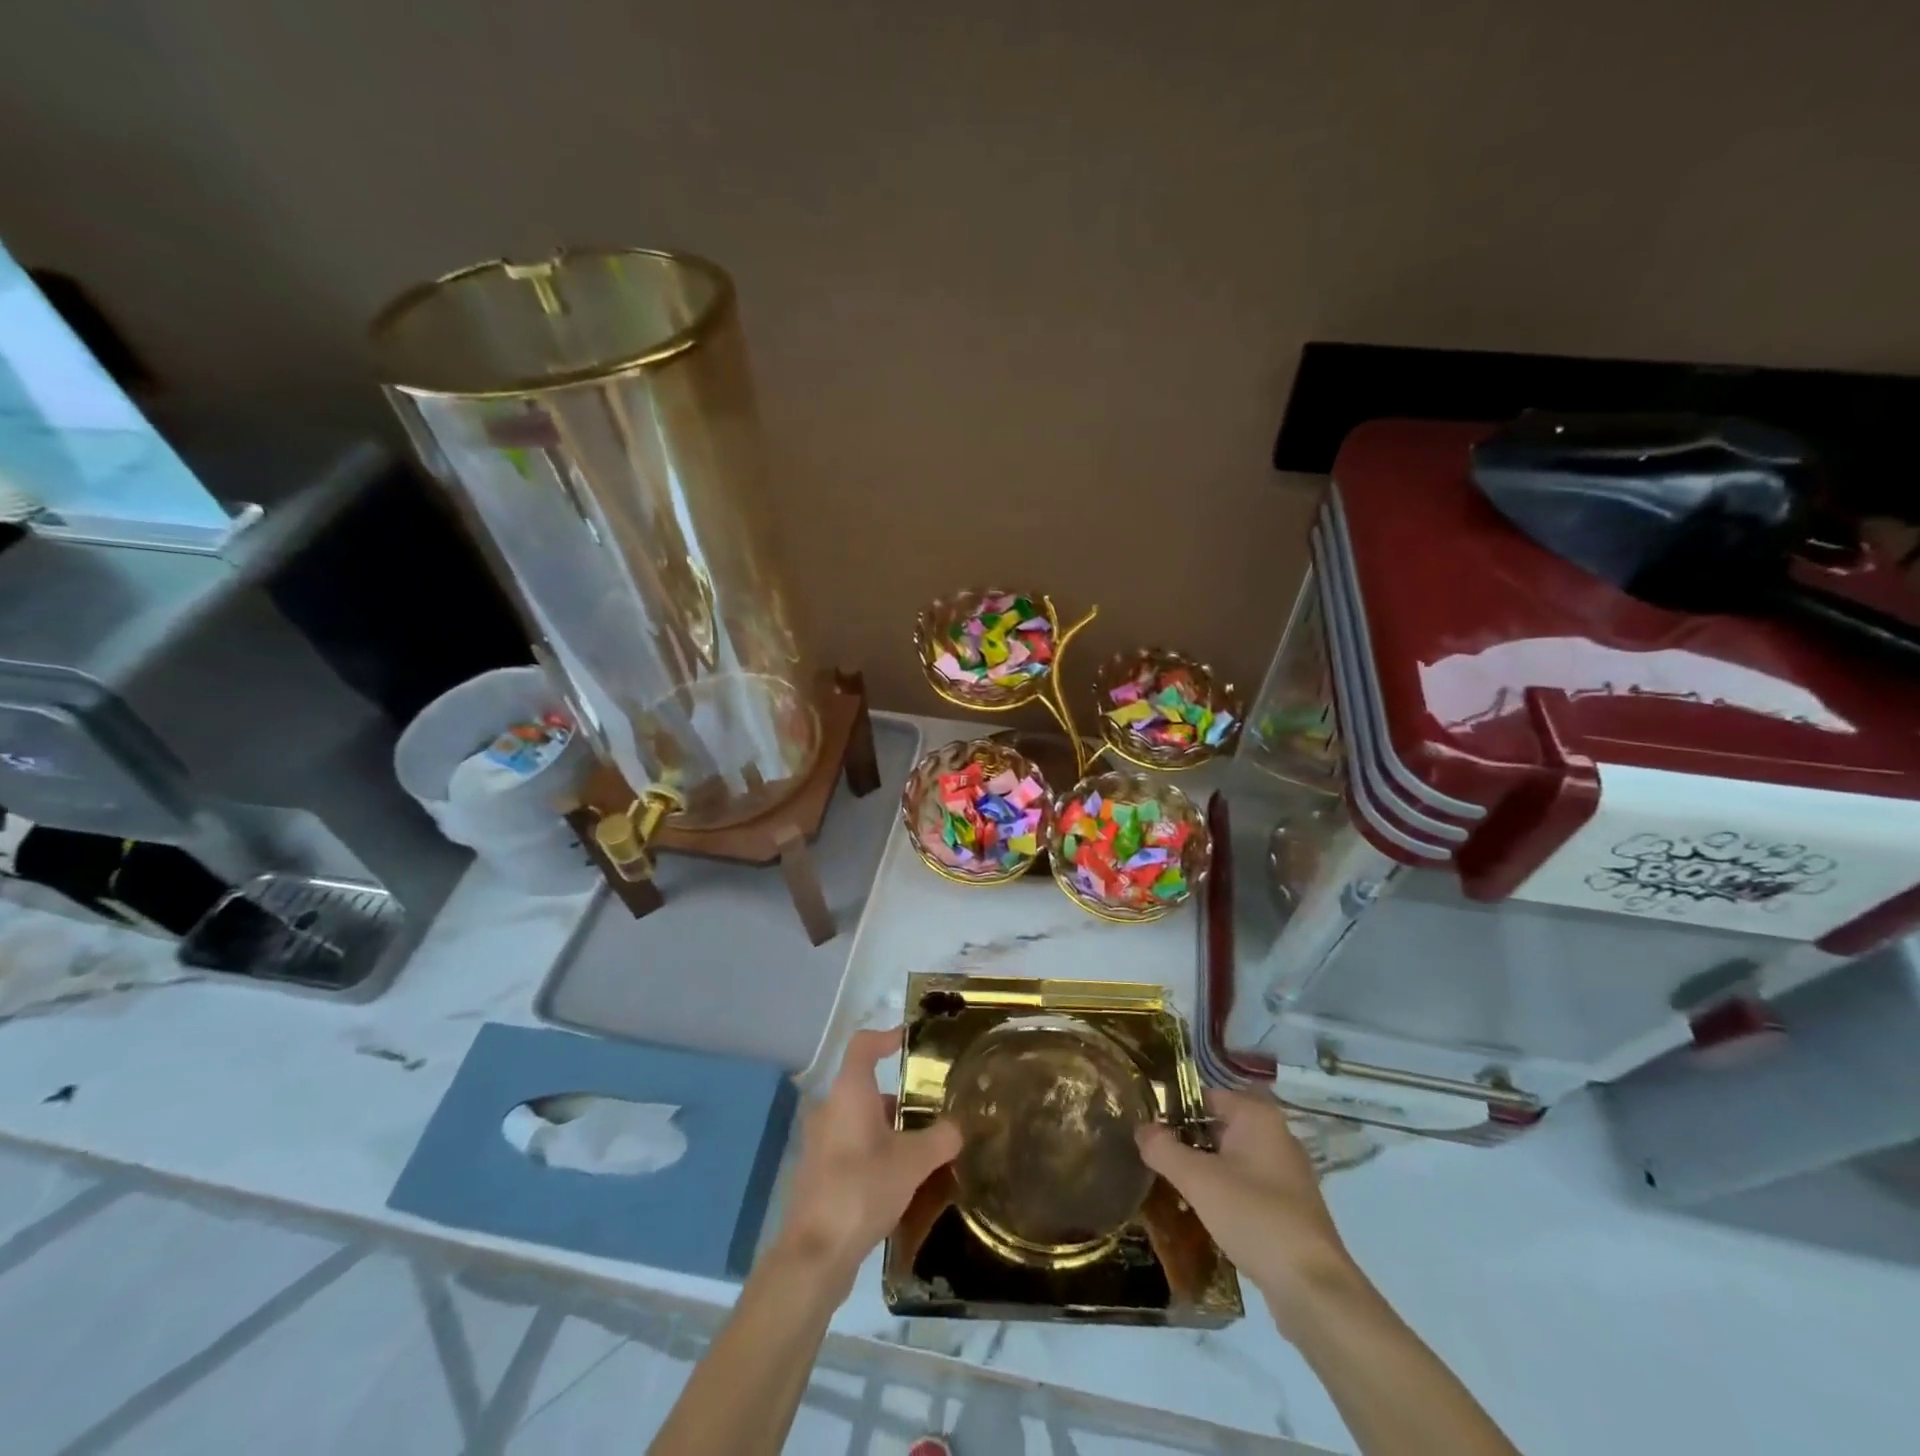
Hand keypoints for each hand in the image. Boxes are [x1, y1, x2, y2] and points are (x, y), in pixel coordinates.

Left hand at [774, 1028, 962, 1289]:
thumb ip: (941, 1139)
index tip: (911, 1042)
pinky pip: (852, 1146)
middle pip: (866, 1086)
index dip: (887, 1037)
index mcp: (849, 1093)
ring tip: (925, 1146)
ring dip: (890, 1127)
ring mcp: (820, 1142)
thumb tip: (960, 1126)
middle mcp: (830, 1109)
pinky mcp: (819, 1173)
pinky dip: (876, 1151)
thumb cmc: (862, 1189)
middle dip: (900, 1094)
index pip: (863, 1045)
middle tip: (932, 1106)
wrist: (815, 1254)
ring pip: (860, 1120)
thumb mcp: (913, 1162)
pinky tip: (902, 1179)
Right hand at [1135, 1088, 1364, 1337]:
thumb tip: (1141, 1128)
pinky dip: (1223, 1193)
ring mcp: (1286, 1174)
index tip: (1146, 1125)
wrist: (1313, 1290)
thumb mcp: (1198, 1180)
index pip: (1205, 1096)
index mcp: (1258, 1117)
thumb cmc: (1255, 1217)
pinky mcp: (1289, 1208)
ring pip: (1232, 1159)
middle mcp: (1276, 1136)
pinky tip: (1200, 1213)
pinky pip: (1246, 1186)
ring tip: (1169, 1185)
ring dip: (1203, 1169)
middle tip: (1151, 1156)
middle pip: (1219, 1127)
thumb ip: (1163, 1149)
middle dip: (1186, 1141)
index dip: (1174, 1108)